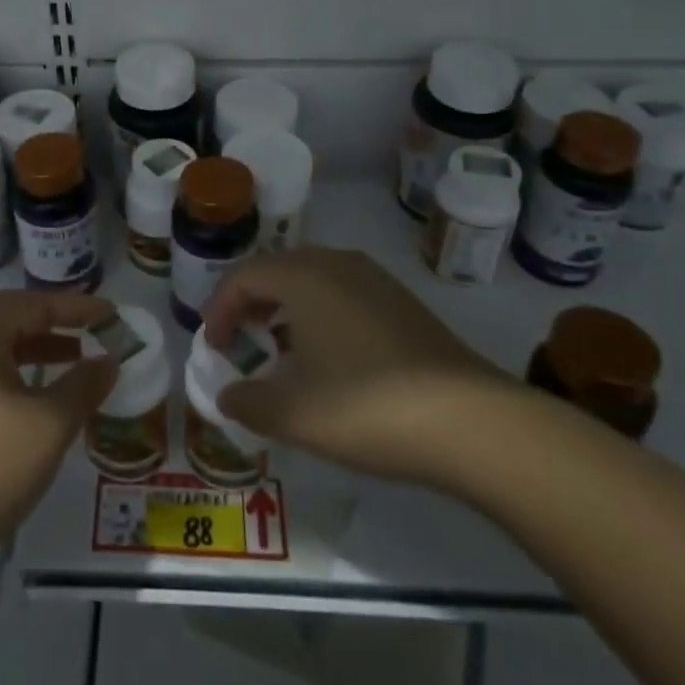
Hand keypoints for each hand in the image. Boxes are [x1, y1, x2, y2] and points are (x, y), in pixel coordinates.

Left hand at [0, 290, 118, 567]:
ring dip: (33, 351)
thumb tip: (108, 361)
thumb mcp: (49, 424)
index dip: (76, 307)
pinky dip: (12, 376)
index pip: (34, 303)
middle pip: (8, 319)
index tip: (111, 314)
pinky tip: (31, 403)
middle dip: (53, 325)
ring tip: (71, 366)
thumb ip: (83, 386)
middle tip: (90, 335)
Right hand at [204, 247, 516, 485]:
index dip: (218, 310)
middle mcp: (336, 263)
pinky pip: (342, 294)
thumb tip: (226, 395)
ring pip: (311, 281)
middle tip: (239, 343)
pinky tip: (327, 358)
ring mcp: (375, 279)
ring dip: (285, 310)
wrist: (471, 421)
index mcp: (303, 275)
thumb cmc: (366, 407)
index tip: (213, 348)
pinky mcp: (402, 301)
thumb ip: (247, 401)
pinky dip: (318, 315)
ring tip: (278, 352)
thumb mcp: (293, 413)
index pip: (243, 277)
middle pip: (276, 270)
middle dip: (250, 305)